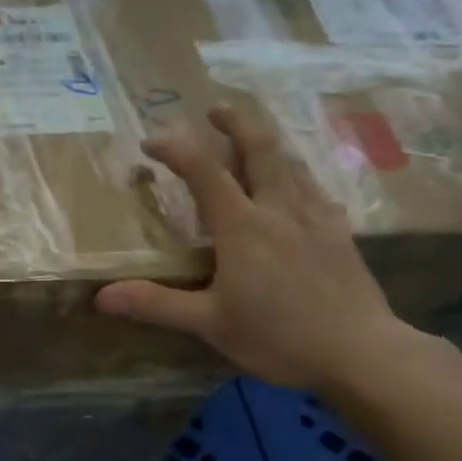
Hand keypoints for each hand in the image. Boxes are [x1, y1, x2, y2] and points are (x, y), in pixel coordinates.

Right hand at [96, 104, 423, 391]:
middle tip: (216, 108)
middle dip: (235, 123)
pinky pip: (313, 187)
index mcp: (243, 227)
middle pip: (260, 149)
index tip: (151, 142)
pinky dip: (294, 173)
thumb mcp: (210, 323)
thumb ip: (156, 304)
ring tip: (250, 137)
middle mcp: (279, 210)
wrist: (360, 352)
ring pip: (290, 164)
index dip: (176, 150)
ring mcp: (315, 218)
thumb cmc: (279, 337)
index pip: (204, 172)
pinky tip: (294, 185)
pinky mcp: (339, 233)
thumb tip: (101, 297)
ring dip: (265, 142)